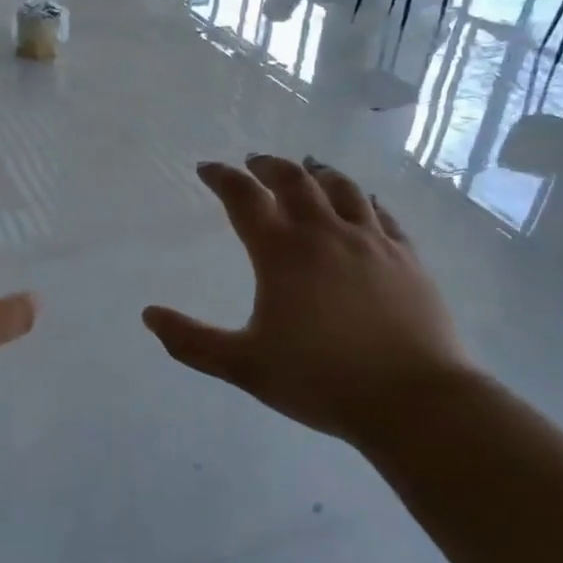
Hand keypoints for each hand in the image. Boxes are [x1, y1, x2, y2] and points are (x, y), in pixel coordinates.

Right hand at [142, 155, 477, 442]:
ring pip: (342, 188)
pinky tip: (364, 202)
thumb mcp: (244, 366)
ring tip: (308, 167)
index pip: (245, 198)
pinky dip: (364, 199)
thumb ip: (192, 341)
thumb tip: (149, 316)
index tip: (207, 169)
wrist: (414, 400)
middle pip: (295, 180)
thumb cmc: (321, 380)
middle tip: (255, 162)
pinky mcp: (407, 257)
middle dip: (269, 166)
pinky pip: (382, 213)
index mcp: (282, 252)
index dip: (222, 178)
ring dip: (318, 172)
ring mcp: (372, 241)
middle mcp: (326, 233)